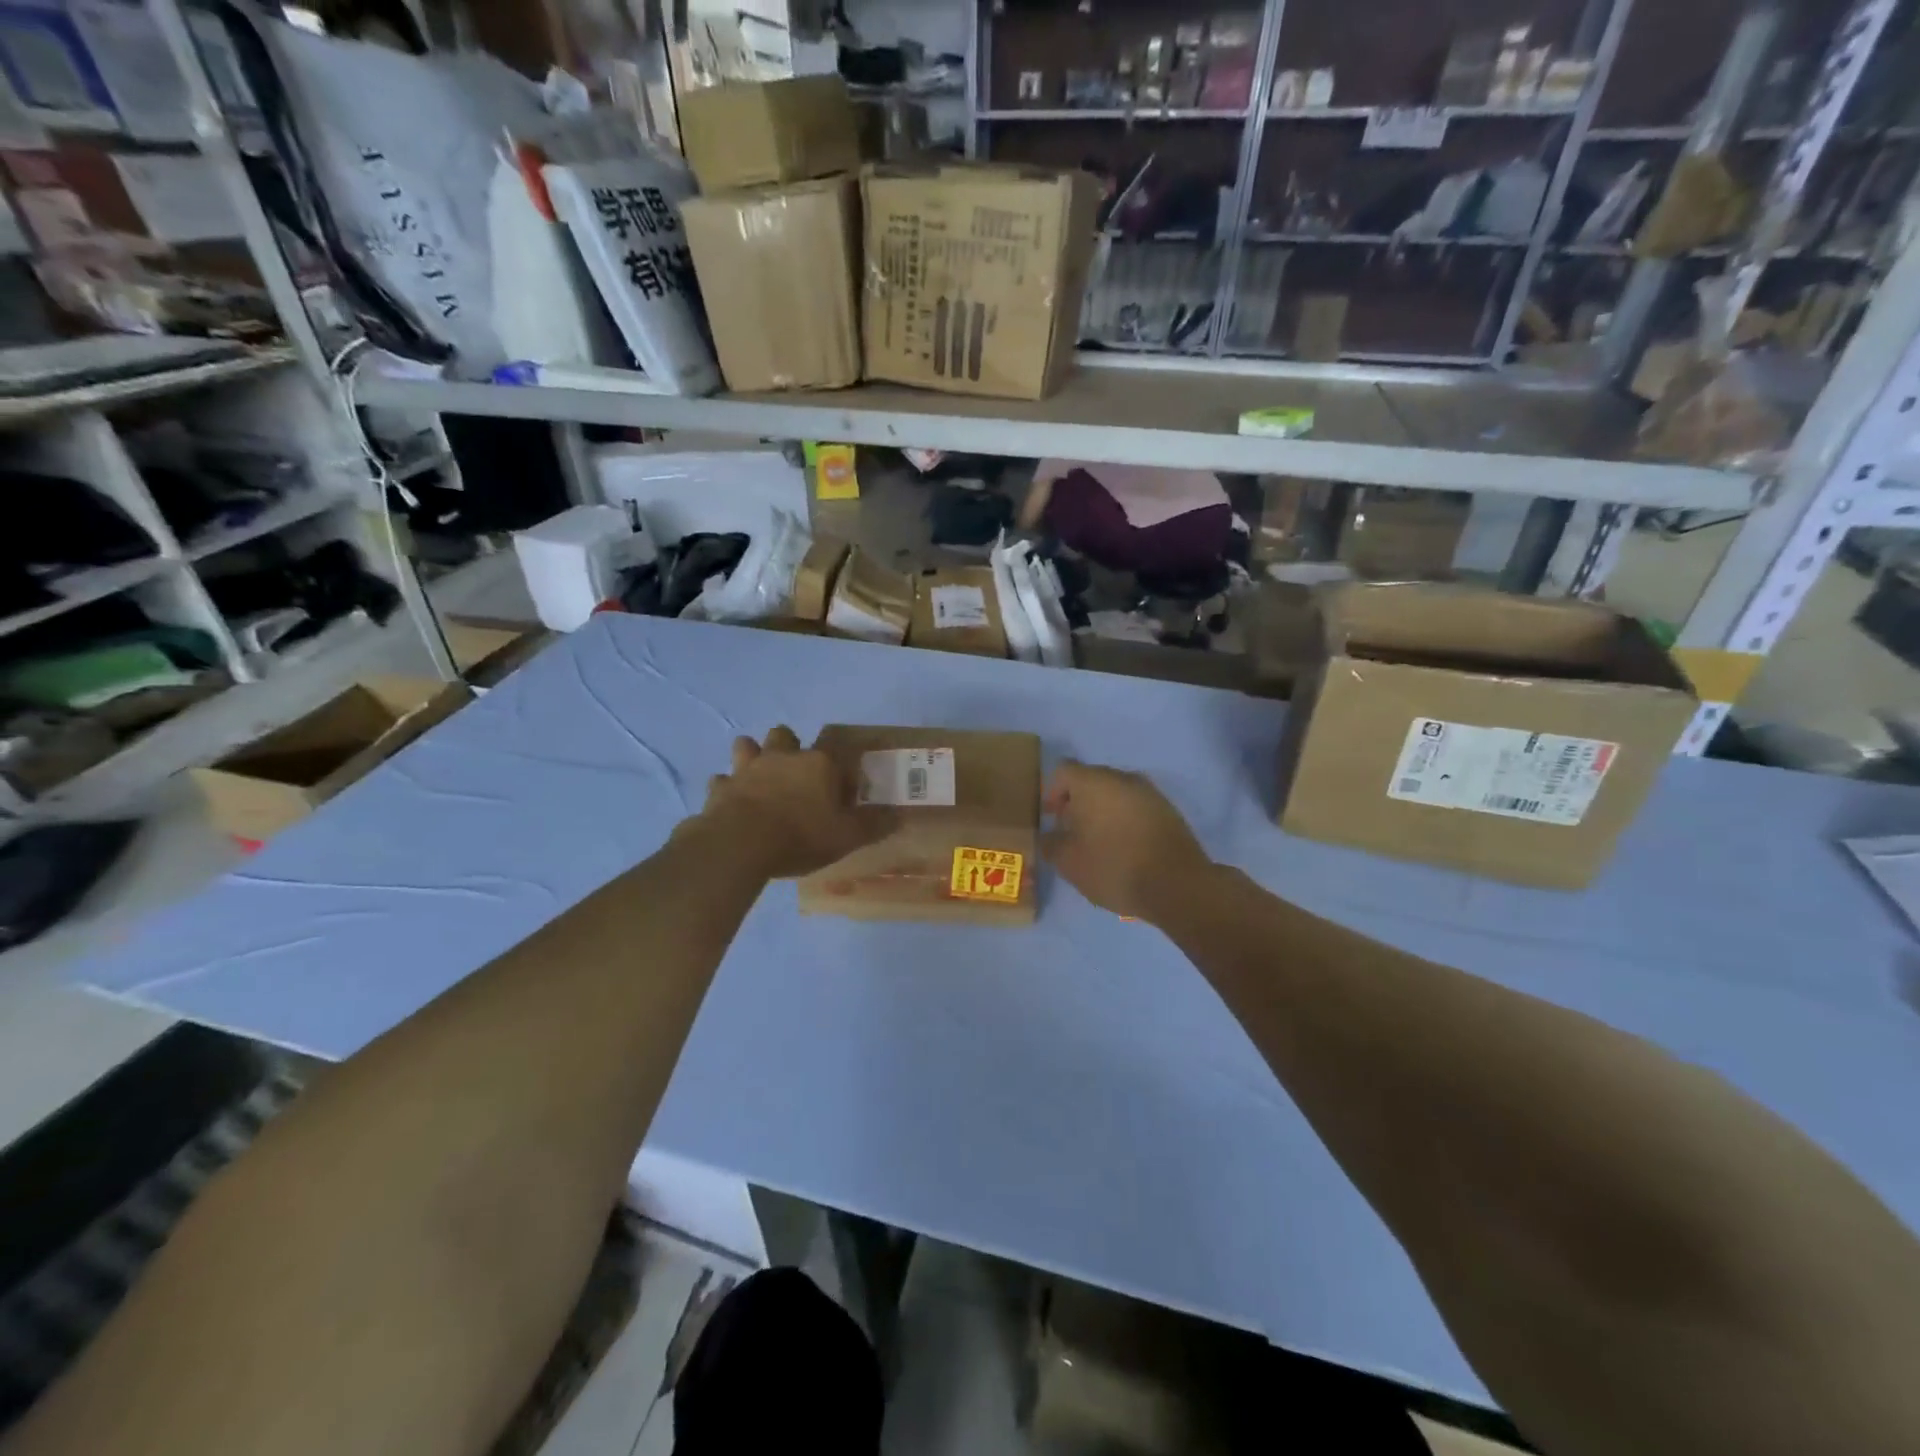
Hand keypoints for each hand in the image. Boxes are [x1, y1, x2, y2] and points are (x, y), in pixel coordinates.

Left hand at [691, 726, 894, 879]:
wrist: (740, 844)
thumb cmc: (801, 836)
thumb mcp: (847, 836)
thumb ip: (874, 825)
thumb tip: (900, 816)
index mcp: (818, 763)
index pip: (835, 751)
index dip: (839, 768)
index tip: (843, 790)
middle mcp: (782, 757)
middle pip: (785, 735)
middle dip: (790, 746)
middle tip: (796, 772)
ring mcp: (747, 769)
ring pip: (747, 746)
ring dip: (753, 755)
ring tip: (760, 775)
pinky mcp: (720, 788)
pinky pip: (722, 780)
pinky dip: (727, 788)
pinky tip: (732, 801)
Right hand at [1042, 761, 1214, 921]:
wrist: (1177, 884)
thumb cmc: (1113, 867)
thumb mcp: (1068, 862)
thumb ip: (1050, 843)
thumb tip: (1047, 836)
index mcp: (1093, 782)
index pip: (1063, 771)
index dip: (1051, 792)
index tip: (1050, 819)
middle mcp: (1122, 778)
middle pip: (1090, 780)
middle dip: (1076, 802)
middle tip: (1070, 831)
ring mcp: (1149, 792)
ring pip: (1115, 793)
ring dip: (1102, 811)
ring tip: (1097, 842)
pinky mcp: (1168, 810)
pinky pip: (1136, 807)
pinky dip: (1124, 820)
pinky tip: (1123, 847)